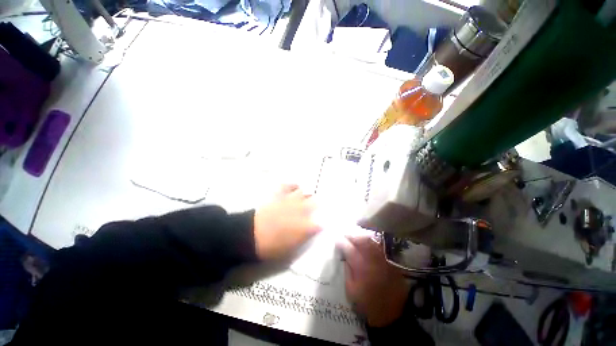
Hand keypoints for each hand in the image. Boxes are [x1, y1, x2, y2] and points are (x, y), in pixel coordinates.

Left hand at [254, 185, 321, 259]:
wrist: (252, 235)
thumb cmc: (272, 247)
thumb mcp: (292, 249)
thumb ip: (305, 237)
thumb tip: (314, 230)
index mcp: (306, 224)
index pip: (321, 222)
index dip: (322, 222)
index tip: (321, 223)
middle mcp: (302, 209)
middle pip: (316, 202)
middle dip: (317, 205)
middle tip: (316, 208)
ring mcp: (290, 199)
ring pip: (304, 192)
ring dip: (306, 196)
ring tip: (305, 199)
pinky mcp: (280, 194)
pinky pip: (289, 185)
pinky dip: (293, 186)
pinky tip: (295, 187)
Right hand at [337, 231, 409, 326]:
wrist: (392, 313)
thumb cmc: (368, 304)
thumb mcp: (351, 290)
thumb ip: (347, 270)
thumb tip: (344, 256)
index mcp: (360, 267)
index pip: (348, 248)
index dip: (341, 242)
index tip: (336, 240)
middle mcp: (372, 258)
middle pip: (360, 239)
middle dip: (350, 234)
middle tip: (344, 234)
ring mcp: (382, 257)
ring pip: (370, 239)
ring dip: (360, 234)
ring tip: (354, 234)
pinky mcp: (389, 259)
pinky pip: (379, 244)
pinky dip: (371, 239)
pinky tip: (366, 239)